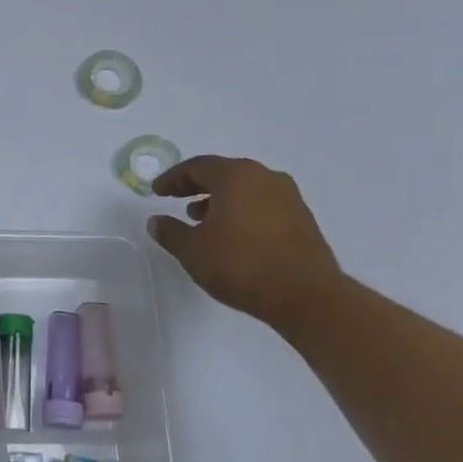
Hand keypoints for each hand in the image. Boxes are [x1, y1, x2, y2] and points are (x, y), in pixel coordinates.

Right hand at [145, 155, 342, 329]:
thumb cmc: (240, 264)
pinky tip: (231, 235)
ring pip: (245, 189)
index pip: (197, 166)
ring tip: (201, 220)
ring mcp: (288, 197)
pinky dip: (242, 211)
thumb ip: (170, 232)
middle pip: (224, 173)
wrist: (305, 295)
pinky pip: (262, 204)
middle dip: (197, 186)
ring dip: (220, 200)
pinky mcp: (302, 219)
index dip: (173, 178)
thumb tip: (156, 221)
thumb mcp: (192, 250)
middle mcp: (265, 177)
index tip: (157, 191)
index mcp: (236, 176)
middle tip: (176, 199)